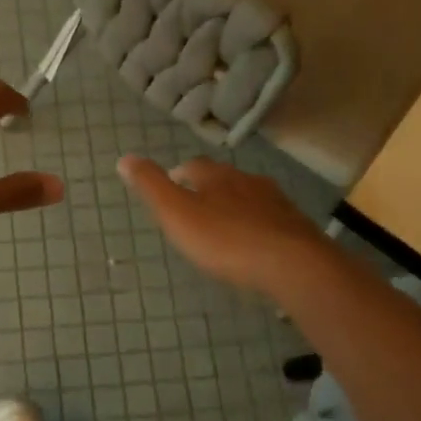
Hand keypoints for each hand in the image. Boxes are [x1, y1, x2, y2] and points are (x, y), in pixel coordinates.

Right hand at [118, 155, 327, 295]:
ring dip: (236, 206)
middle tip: (196, 207)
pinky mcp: (296, 226)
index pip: (194, 166)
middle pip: (224, 179)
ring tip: (224, 226)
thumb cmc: (225, 239)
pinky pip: (270, 220)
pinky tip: (255, 244)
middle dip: (209, 189)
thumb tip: (125, 158)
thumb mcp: (176, 214)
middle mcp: (247, 181)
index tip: (171, 184)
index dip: (180, 174)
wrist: (291, 263)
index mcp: (216, 176)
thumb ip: (151, 187)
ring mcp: (275, 203)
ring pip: (249, 197)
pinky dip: (258, 226)